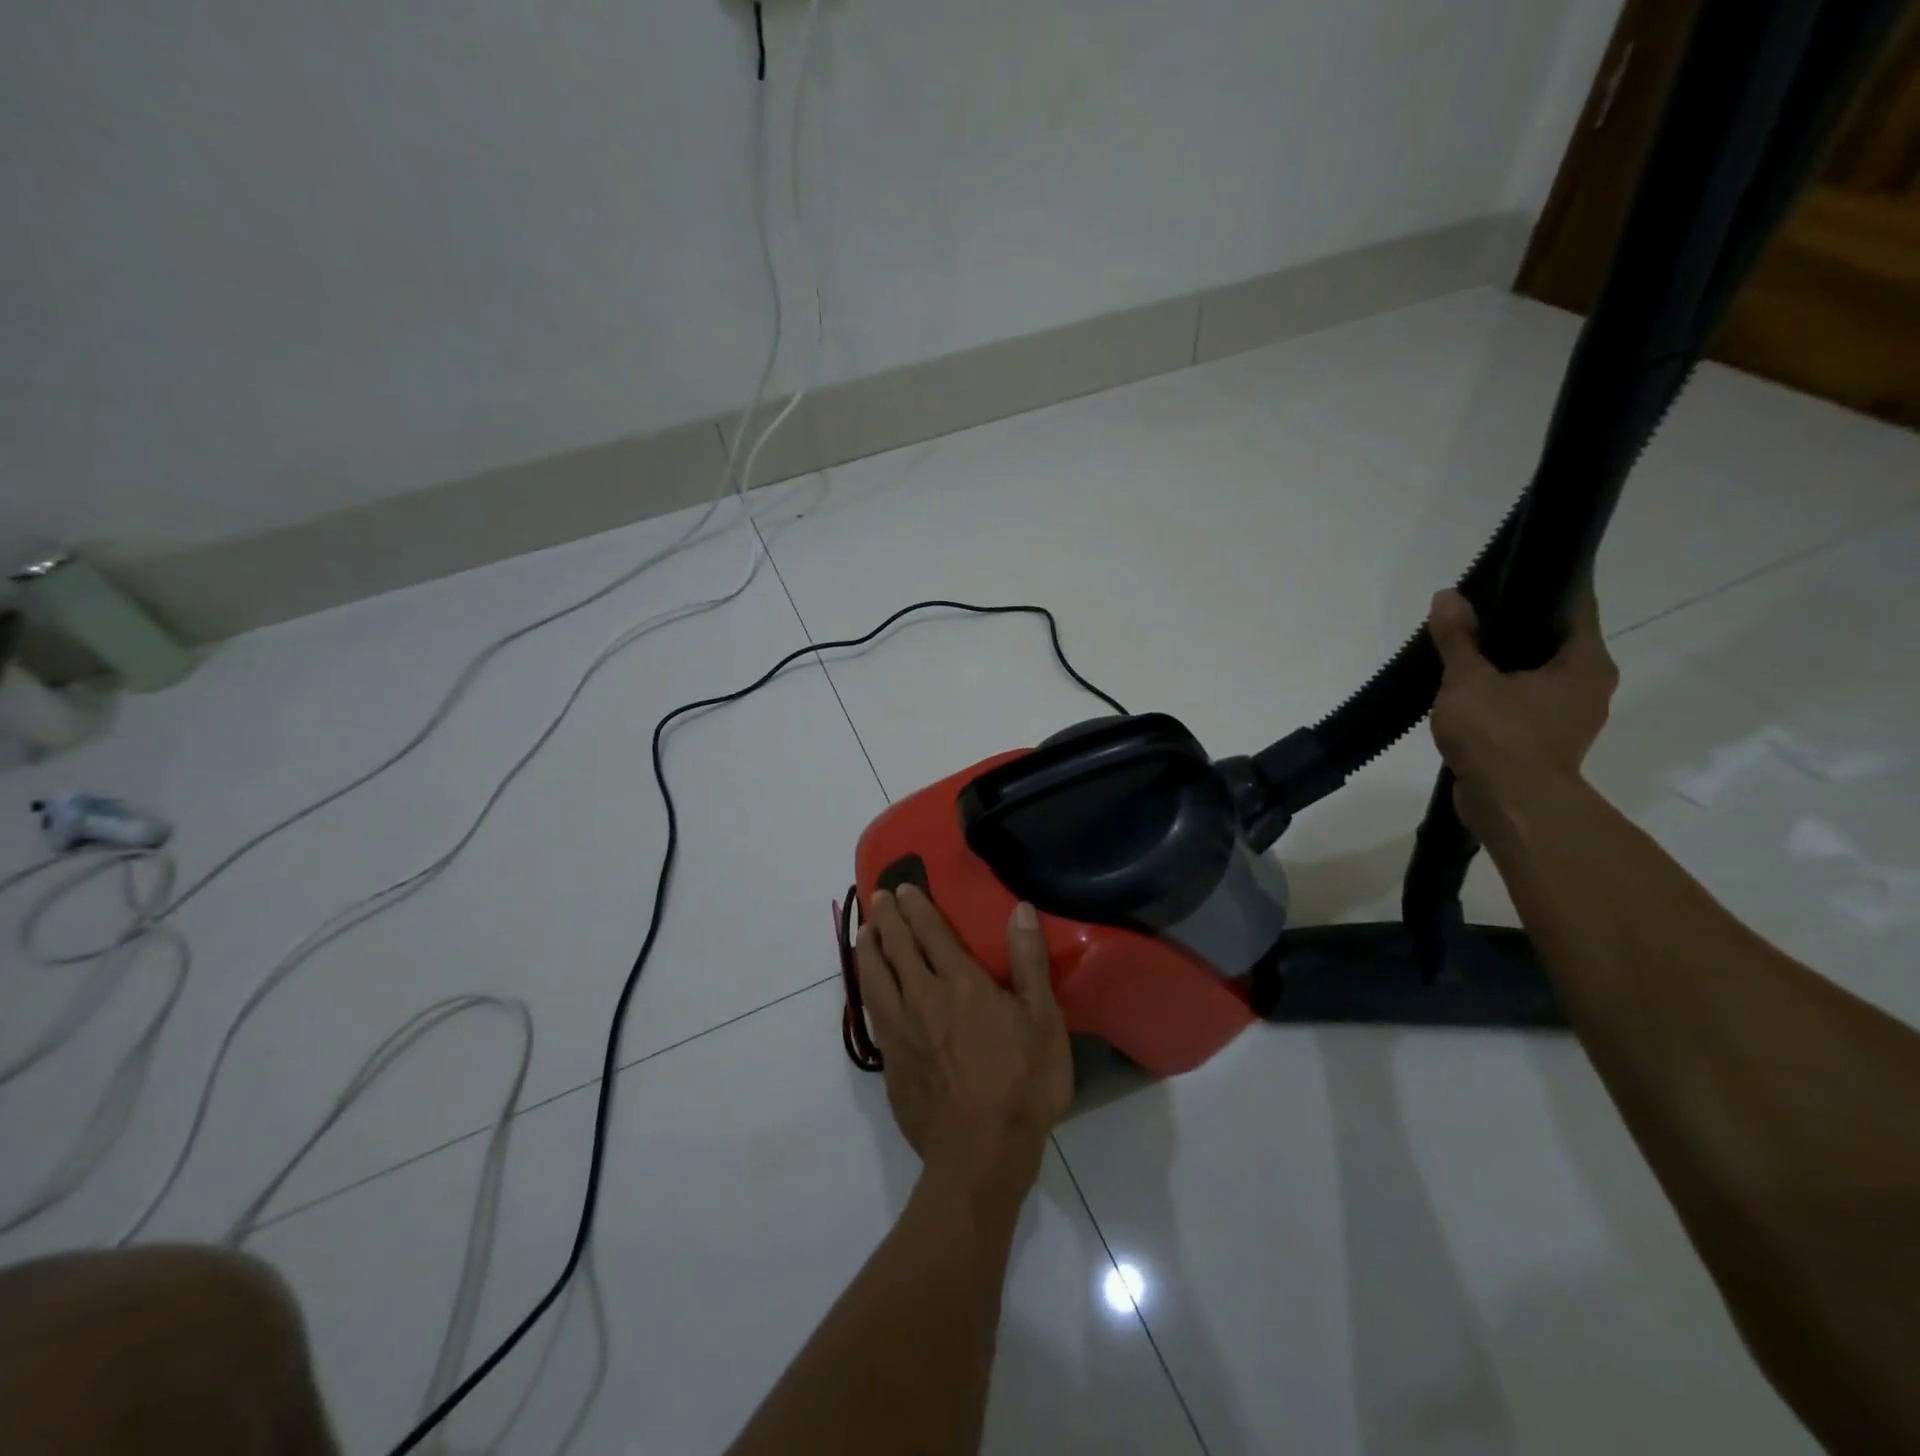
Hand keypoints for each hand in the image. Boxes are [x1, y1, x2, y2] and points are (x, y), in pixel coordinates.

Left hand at [853, 886, 1071, 1213]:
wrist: (980, 1155)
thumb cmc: (1022, 1084)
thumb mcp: (1043, 1021)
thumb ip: (1029, 962)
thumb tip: (1020, 909)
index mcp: (960, 984)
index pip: (931, 933)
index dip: (917, 908)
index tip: (904, 888)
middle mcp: (922, 998)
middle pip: (897, 948)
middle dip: (888, 917)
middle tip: (879, 895)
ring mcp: (900, 1030)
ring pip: (875, 976)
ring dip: (869, 948)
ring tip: (865, 930)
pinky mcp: (890, 1059)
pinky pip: (872, 1010)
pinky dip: (866, 986)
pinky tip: (868, 984)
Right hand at [1427, 586, 1618, 835]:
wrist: (1510, 806)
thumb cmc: (1499, 735)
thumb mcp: (1468, 679)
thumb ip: (1458, 638)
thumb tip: (1448, 596)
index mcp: (1585, 661)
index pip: (1574, 604)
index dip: (1544, 583)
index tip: (1512, 569)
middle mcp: (1589, 683)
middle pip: (1554, 638)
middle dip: (1516, 624)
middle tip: (1474, 609)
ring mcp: (1570, 715)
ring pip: (1538, 672)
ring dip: (1506, 661)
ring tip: (1464, 648)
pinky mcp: (1545, 739)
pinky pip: (1524, 700)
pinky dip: (1501, 690)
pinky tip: (1466, 688)